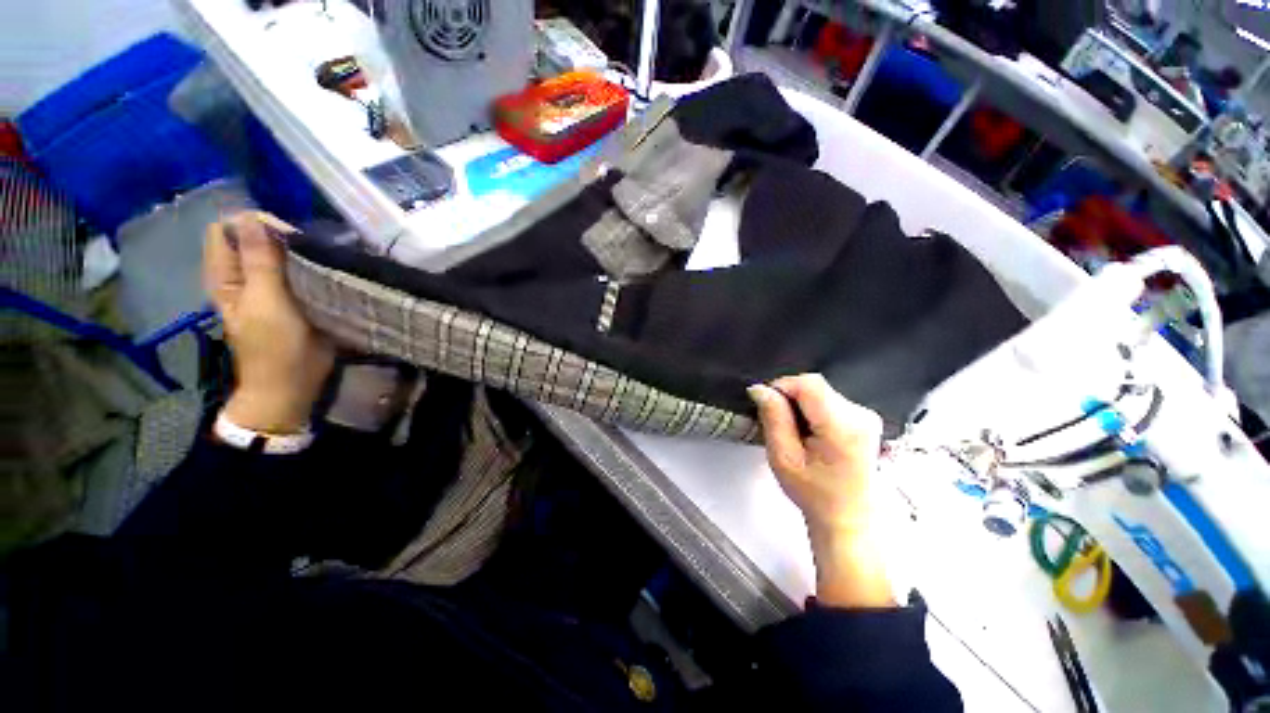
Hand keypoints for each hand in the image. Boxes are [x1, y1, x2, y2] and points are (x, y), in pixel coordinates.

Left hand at [205, 212, 333, 433]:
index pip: (228, 229)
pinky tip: (324, 271)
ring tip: (321, 259)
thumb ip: (260, 262)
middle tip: (311, 251)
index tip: (291, 237)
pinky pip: (293, 270)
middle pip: (253, 238)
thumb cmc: (275, 347)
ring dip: (297, 252)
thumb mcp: (267, 303)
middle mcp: (241, 275)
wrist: (292, 384)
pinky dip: (306, 266)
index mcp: (225, 275)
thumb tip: (253, 218)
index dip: (256, 225)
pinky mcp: (288, 297)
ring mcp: (265, 287)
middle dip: (281, 237)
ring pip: (275, 253)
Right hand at [749, 375, 893, 607]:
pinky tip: (810, 433)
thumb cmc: (813, 493)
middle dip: (790, 398)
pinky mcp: (865, 419)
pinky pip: (829, 400)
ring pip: (820, 392)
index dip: (782, 387)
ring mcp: (867, 416)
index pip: (809, 384)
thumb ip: (773, 418)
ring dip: (801, 405)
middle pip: (815, 386)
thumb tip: (760, 388)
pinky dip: (813, 410)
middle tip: (779, 424)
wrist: (847, 517)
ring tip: (795, 432)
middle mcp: (861, 415)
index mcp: (843, 427)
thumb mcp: (783, 457)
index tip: (766, 404)